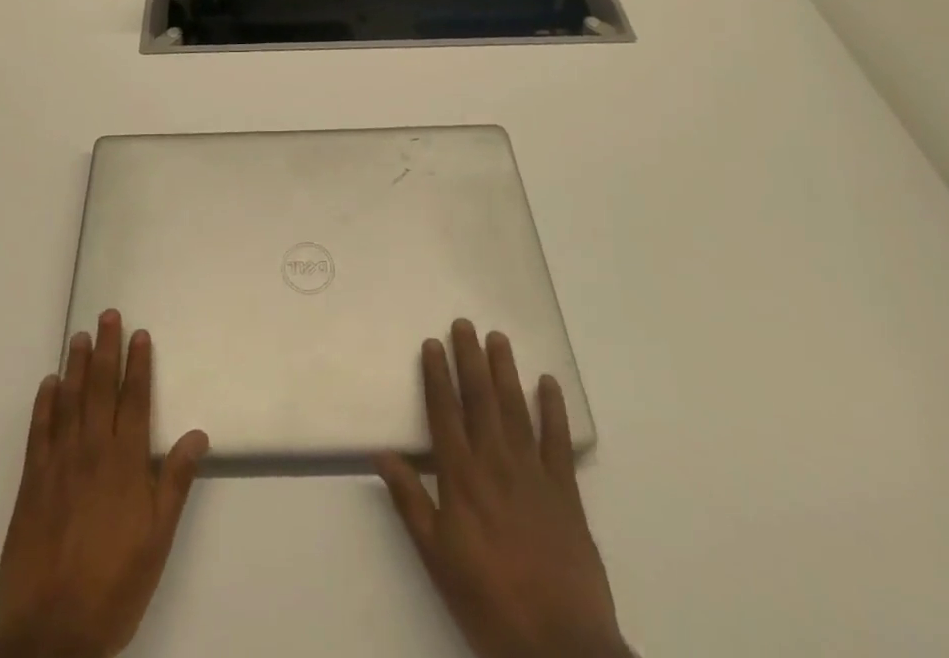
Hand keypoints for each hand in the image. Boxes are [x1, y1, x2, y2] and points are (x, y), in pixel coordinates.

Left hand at [0, 310, 209, 657]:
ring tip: (79, 337)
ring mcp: (59, 464)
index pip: (135, 400)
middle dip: (107, 349)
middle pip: (101, 389)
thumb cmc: (114, 586)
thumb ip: (174, 482)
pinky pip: (39, 431)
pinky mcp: (32, 483)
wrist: (50, 634)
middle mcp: (92, 452)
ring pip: (69, 401)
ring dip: (75, 366)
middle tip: (108, 315)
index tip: (140, 334)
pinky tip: (48, 384)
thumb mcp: (158, 540)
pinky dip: (44, 404)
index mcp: (126, 463)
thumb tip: (197, 433)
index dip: (139, 364)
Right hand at [376, 320, 629, 657]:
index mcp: (461, 478)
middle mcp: (495, 463)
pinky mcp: (566, 492)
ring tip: (498, 339)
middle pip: (480, 399)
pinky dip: (553, 409)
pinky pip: (558, 440)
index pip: (444, 412)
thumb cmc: (488, 603)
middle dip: (470, 359)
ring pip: (516, 409)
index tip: (432, 343)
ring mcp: (533, 474)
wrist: (561, 648)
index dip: (437, 376)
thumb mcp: (437, 558)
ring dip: (506, 371)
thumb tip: (382, 455)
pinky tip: (548, 383)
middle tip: (465, 324)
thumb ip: (411, 502)